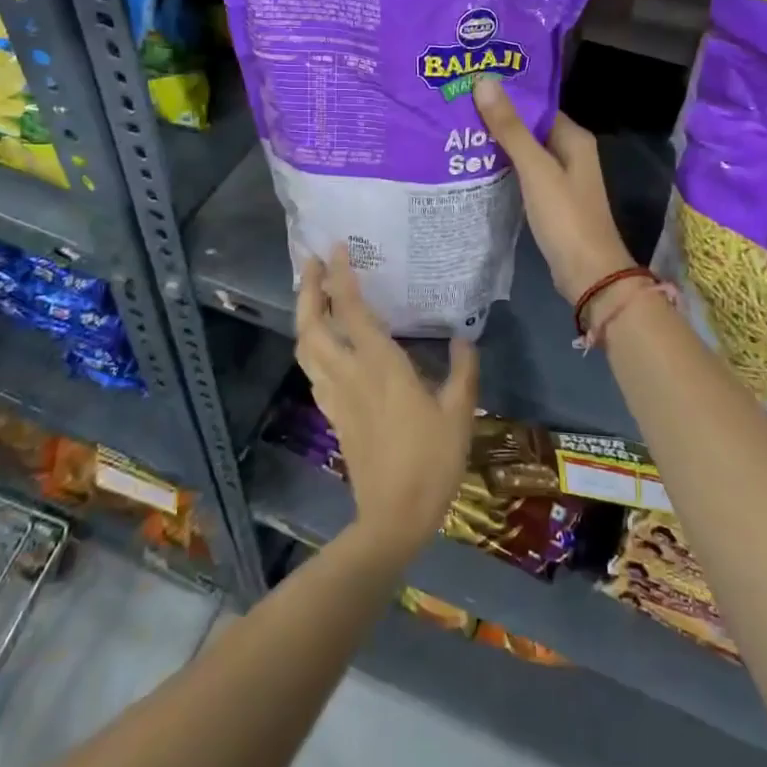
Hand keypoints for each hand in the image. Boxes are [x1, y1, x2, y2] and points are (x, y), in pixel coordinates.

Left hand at [295, 248, 478, 557]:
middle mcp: (350, 373)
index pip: (350, 311)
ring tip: (312, 293)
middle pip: (311, 325)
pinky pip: (312, 370)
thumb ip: (463, 370)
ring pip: (305, 348)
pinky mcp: (333, 414)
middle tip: (311, 263)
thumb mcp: (460, 413)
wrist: (395, 517)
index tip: (336, 249)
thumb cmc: (432, 461)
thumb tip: (464, 336)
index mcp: (380, 365)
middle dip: (307, 290)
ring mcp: (336, 395)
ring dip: (303, 315)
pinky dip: (310, 345)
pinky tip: (323, 342)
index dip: (340, 277)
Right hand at [473, 74, 634, 302]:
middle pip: (529, 128)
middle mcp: (570, 153)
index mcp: (574, 138)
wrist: (588, 273)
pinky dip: (503, 169)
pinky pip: (523, 176)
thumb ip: (510, 128)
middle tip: (456, 108)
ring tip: (457, 133)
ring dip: (497, 145)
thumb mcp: (535, 169)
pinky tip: (474, 167)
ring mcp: (561, 179)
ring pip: (525, 153)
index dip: (507, 97)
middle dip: (497, 120)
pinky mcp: (551, 201)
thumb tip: (485, 81)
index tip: (471, 86)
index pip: (536, 106)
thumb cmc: (566, 216)